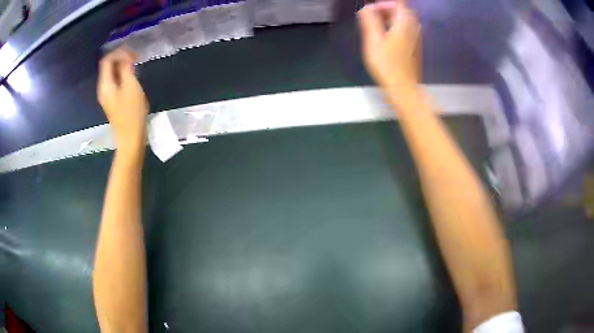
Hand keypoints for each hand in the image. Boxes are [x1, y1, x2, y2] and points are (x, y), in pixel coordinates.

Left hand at [97, 48, 148, 150]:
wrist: (131, 138)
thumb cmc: (132, 113)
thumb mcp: (131, 86)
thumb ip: (126, 69)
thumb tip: (125, 57)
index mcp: (105, 84)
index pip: (107, 60)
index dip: (118, 52)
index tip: (132, 52)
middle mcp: (103, 88)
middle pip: (108, 66)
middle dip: (120, 58)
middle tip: (135, 57)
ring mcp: (107, 96)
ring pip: (112, 74)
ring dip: (122, 66)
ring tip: (135, 65)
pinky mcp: (113, 101)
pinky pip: (115, 82)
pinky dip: (122, 75)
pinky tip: (132, 77)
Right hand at [358, 1, 420, 91]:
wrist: (403, 88)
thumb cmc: (387, 66)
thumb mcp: (373, 41)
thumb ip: (370, 21)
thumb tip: (366, 9)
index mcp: (403, 24)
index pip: (396, 4)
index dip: (382, 4)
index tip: (370, 10)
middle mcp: (413, 28)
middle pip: (401, 11)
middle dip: (386, 9)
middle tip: (373, 15)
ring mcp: (415, 38)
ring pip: (404, 20)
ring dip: (390, 18)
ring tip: (377, 25)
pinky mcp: (414, 46)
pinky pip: (406, 29)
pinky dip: (395, 26)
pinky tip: (385, 35)